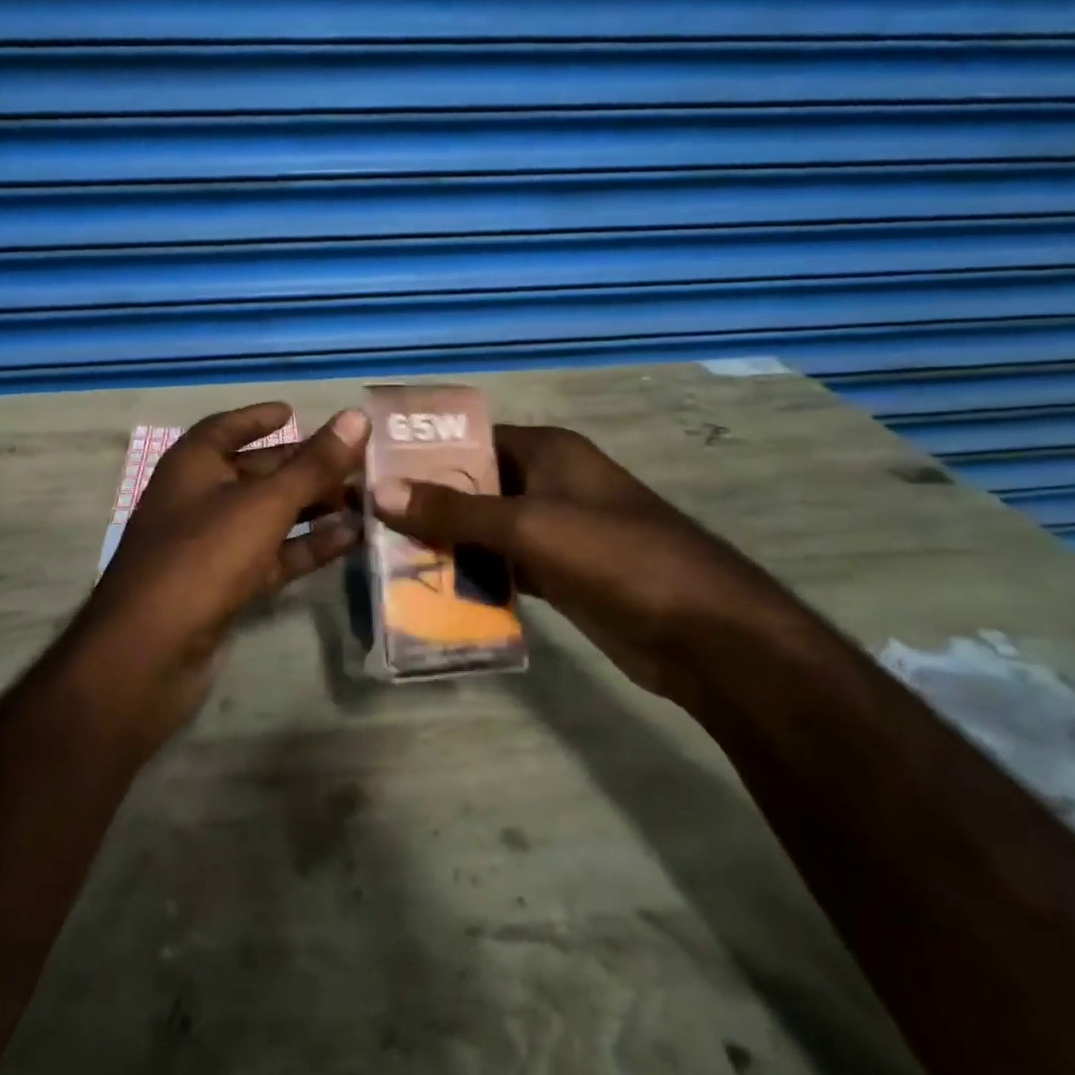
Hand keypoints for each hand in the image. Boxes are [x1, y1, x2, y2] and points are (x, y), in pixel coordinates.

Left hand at [73, 402, 369, 745]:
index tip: (294, 411)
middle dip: (304, 467)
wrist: (150, 654)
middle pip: (257, 472)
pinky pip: (272, 555)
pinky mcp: (225, 586)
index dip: (259, 418)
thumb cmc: (204, 556)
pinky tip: (350, 539)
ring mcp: (211, 545)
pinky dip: (306, 546)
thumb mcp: (264, 503)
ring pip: (269, 516)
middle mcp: (199, 498)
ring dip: (313, 507)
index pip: (228, 427)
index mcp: (193, 464)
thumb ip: (314, 464)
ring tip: (365, 499)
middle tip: (356, 461)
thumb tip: (357, 417)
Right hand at [371, 425, 784, 691]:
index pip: (471, 440)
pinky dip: (475, 575)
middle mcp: (550, 482)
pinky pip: (505, 565)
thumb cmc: (615, 556)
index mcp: (548, 451)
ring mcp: (557, 529)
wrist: (703, 633)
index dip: (424, 454)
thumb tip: (380, 490)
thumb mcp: (529, 525)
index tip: (373, 474)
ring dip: (448, 543)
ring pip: (487, 529)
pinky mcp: (561, 572)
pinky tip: (434, 591)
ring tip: (389, 559)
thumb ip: (455, 509)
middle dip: (429, 504)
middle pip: (475, 485)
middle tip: (371, 523)